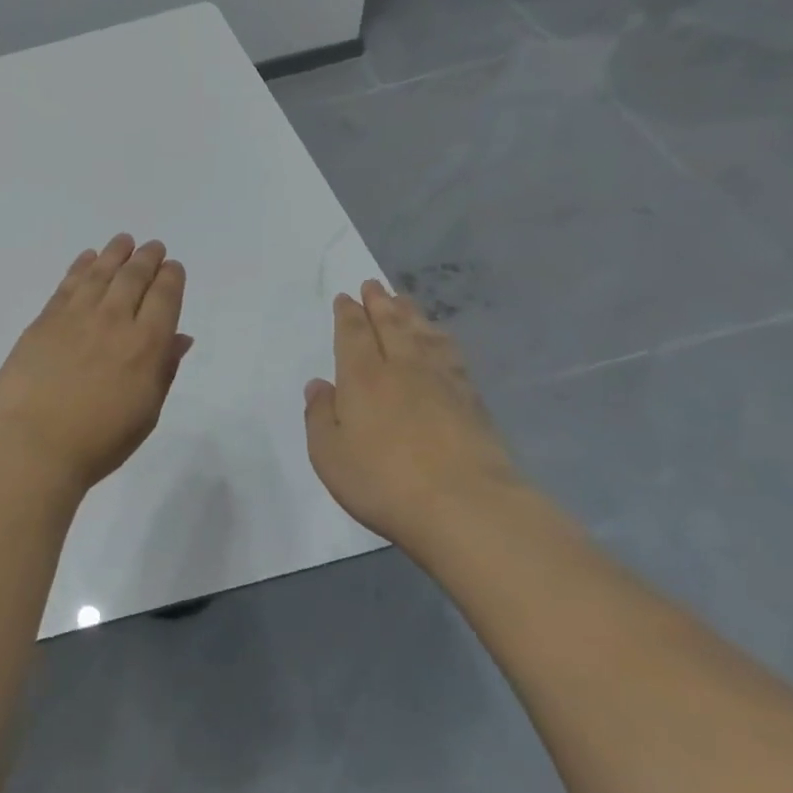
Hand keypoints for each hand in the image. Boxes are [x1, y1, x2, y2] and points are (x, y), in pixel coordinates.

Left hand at [0, 234, 193, 493]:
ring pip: (101, 273)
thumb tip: (179, 337)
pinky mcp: (45, 320)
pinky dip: (80, 266)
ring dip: (115, 253)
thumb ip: (164, 370)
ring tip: (123, 241)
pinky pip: (68, 284)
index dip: (170, 277)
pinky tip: (87, 258)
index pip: (164, 297)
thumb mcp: (146, 413)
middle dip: (147, 259)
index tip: (172, 267)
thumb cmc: (99, 441)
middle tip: (152, 247)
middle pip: (134, 277)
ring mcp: (76, 317)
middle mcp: (114, 321)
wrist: (35, 444)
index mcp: (146, 345)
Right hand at [303, 281, 524, 550]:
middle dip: (380, 304)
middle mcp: (403, 370)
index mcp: (363, 378)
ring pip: (424, 336)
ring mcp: (443, 383)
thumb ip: (320, 416)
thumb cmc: (383, 482)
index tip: (346, 297)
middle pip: (392, 326)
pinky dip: (441, 340)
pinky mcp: (473, 402)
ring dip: (411, 315)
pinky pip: (451, 356)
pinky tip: (441, 340)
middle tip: (374, 285)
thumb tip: (319, 385)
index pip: (354, 335)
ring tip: (404, 300)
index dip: (349, 315)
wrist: (466, 507)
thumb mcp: (329, 454)